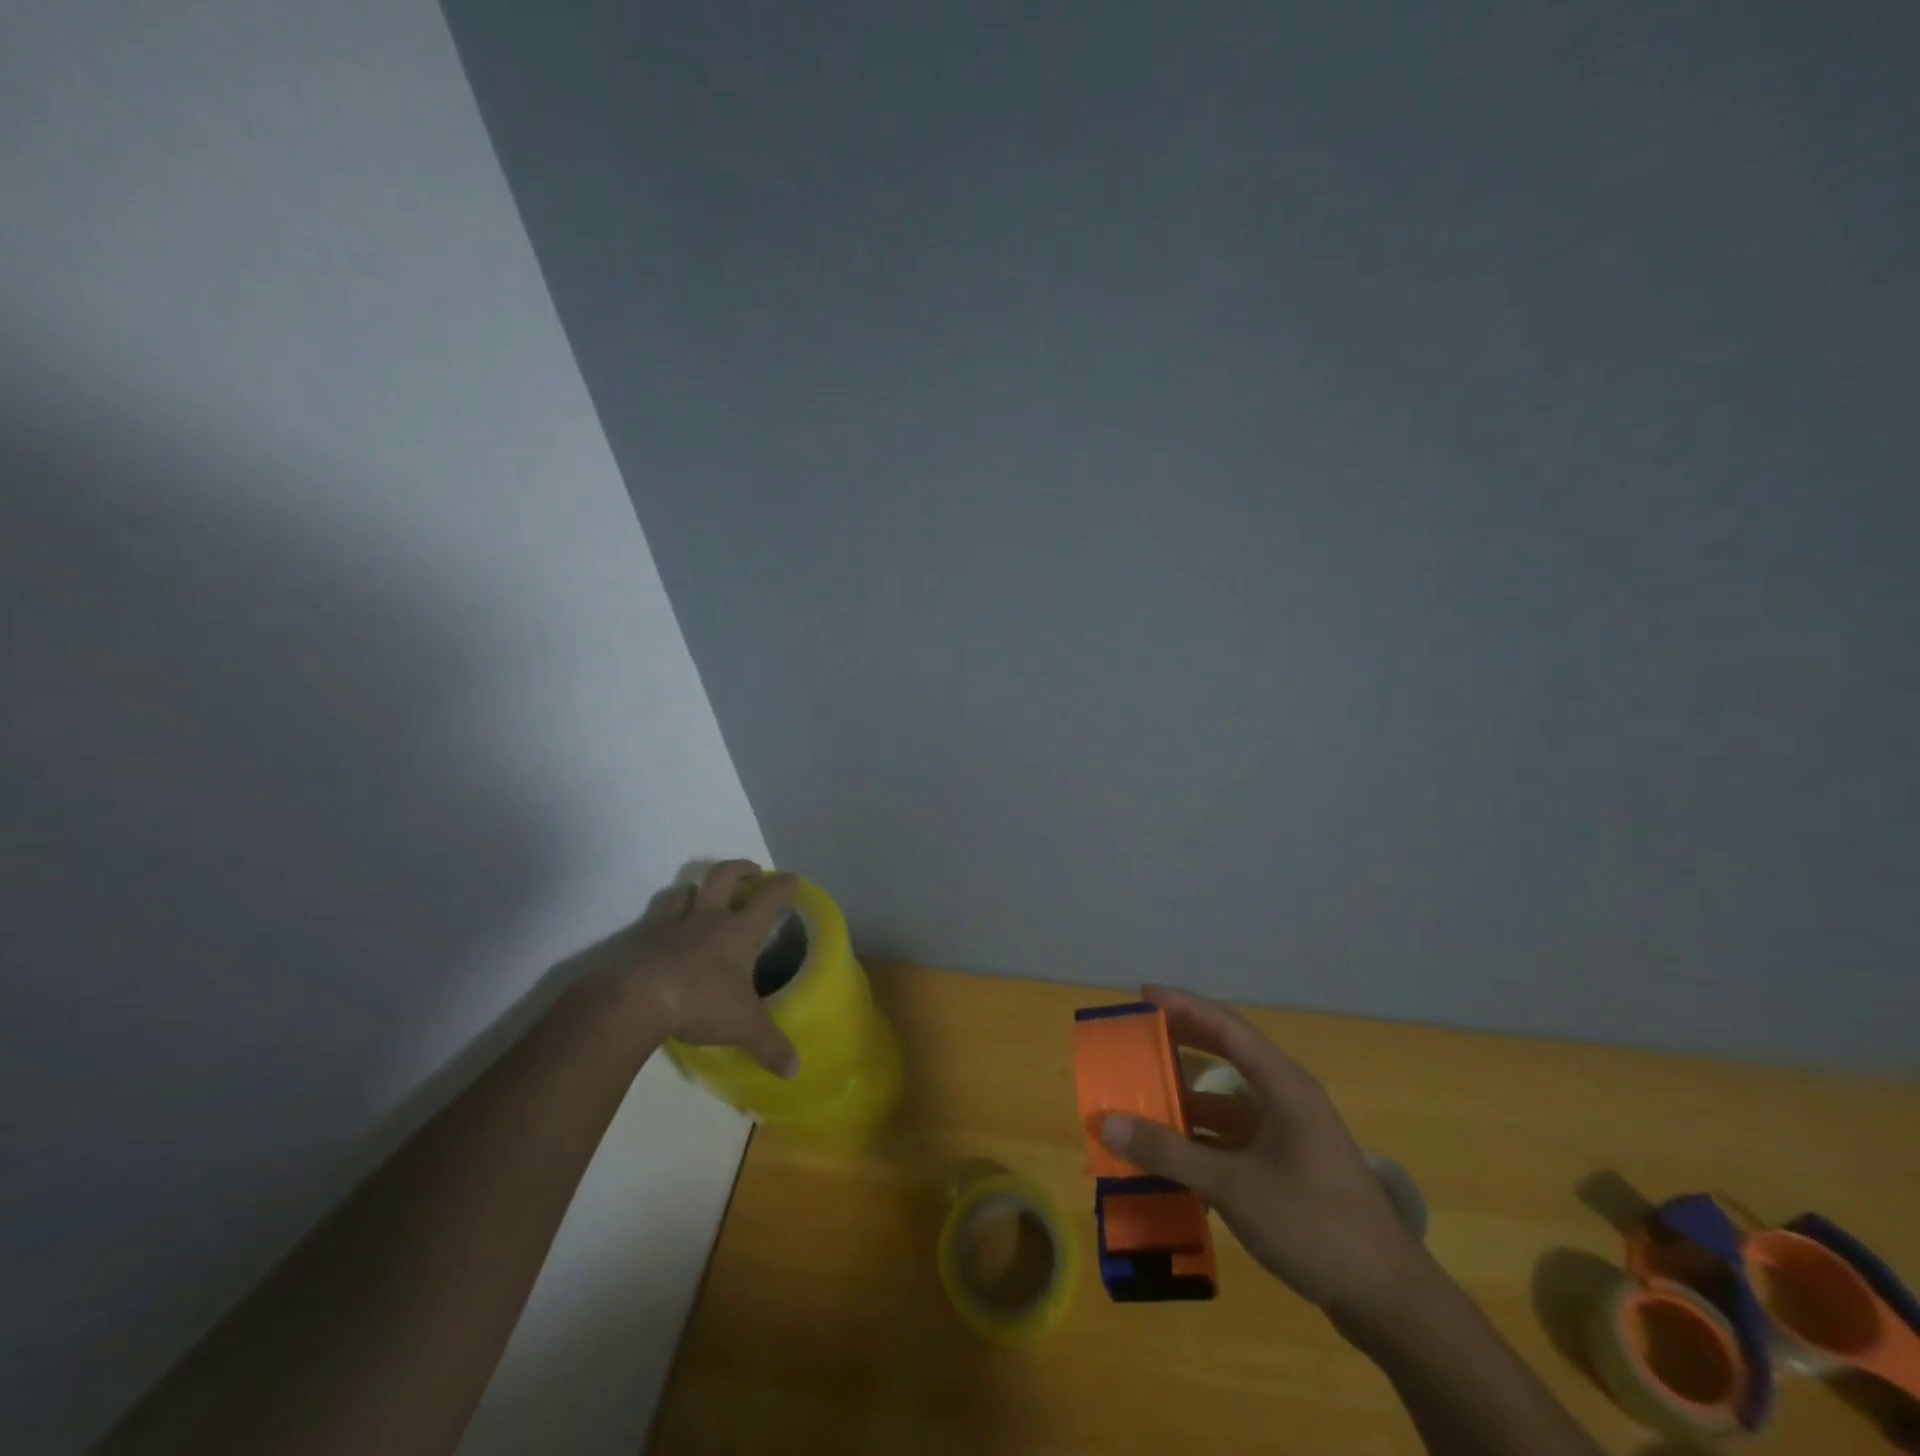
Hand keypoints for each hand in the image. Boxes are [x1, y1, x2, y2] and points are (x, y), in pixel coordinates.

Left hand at [579, 860, 799, 1077]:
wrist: (633, 999)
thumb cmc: (699, 1002)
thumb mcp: (743, 1027)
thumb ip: (770, 1045)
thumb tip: (795, 1072)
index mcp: (737, 931)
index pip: (767, 899)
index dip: (782, 886)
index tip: (791, 878)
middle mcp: (706, 918)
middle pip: (724, 877)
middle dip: (740, 869)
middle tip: (751, 871)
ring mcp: (668, 924)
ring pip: (683, 890)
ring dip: (695, 888)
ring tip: (700, 895)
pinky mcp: (637, 937)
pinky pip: (653, 916)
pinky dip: (662, 918)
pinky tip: (661, 932)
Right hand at [1099, 984, 1426, 1324]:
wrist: (1390, 1302)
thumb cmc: (1313, 1224)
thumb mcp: (1233, 1186)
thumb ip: (1169, 1153)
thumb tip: (1106, 1124)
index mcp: (1283, 1085)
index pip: (1226, 1026)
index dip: (1184, 1005)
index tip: (1143, 993)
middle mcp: (1287, 1098)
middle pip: (1227, 1055)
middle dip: (1181, 1044)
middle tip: (1137, 1037)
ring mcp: (1291, 1134)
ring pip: (1229, 1101)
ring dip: (1188, 1100)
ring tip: (1143, 1099)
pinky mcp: (1290, 1167)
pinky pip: (1236, 1137)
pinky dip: (1203, 1140)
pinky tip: (1173, 1157)